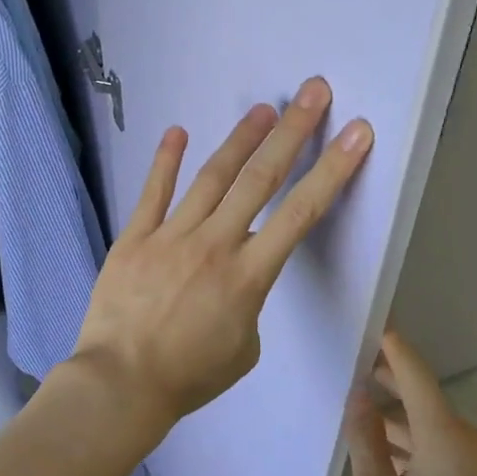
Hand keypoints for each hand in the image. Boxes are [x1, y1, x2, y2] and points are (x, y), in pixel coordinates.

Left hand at [70, 76, 372, 437]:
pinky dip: (165, 161)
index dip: (333, 170)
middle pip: (259, 179)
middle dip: (291, 132)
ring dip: (240, 139)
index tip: (356, 133)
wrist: (120, 384)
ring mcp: (170, 236)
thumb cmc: (188, 377)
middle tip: (312, 91)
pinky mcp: (134, 237)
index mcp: (248, 276)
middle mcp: (214, 244)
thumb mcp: (242, 349)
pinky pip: (152, 193)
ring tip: (263, 109)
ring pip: (211, 177)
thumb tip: (235, 276)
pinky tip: (178, 131)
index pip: (301, 214)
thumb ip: (248, 303)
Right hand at [345, 328, 476, 475]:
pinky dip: (428, 445)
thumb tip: (359, 398)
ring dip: (408, 423)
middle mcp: (474, 440)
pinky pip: (457, 450)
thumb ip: (365, 442)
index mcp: (444, 437)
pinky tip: (402, 463)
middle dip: (394, 386)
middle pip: (428, 400)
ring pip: (441, 428)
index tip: (374, 327)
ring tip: (371, 426)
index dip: (394, 348)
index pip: (416, 375)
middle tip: (359, 377)